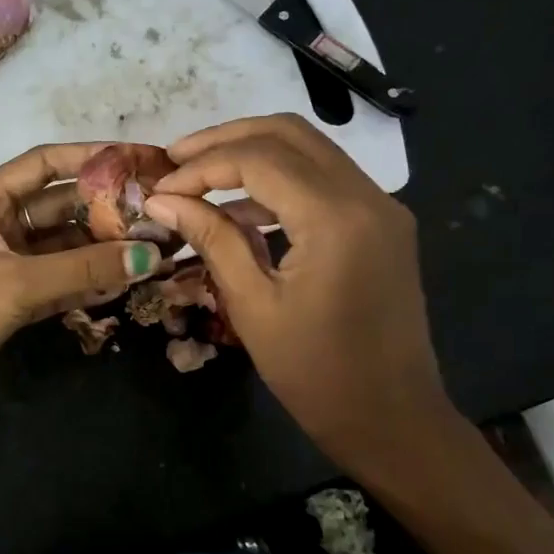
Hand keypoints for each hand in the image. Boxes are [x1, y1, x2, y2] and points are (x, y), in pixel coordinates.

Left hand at [0, 144, 163, 417]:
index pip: (43, 164)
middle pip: (60, 205)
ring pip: (63, 245)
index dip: (89, 157)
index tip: (136, 159)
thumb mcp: (17, 283)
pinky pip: (59, 279)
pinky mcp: (13, 297)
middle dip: (105, 209)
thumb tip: (148, 256)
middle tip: (156, 212)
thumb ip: (83, 269)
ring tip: (151, 248)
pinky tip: (124, 281)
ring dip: (101, 248)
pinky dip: (87, 280)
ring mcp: (6, 262)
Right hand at [144, 114, 457, 471]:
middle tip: (176, 159)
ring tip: (198, 179)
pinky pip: (324, 182)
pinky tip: (238, 211)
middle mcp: (368, 196)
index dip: (201, 166)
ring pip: (309, 150)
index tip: (159, 188)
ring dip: (252, 156)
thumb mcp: (253, 306)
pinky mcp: (382, 224)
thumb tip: (162, 201)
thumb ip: (211, 239)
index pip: (258, 159)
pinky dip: (279, 184)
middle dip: (226, 139)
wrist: (394, 421)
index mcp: (336, 219)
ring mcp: (382, 207)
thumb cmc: (318, 375)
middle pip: (288, 133)